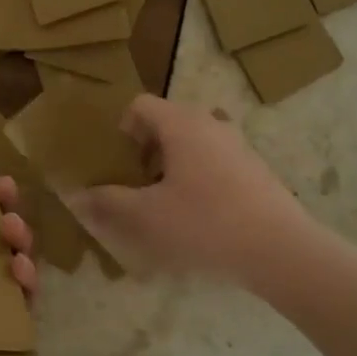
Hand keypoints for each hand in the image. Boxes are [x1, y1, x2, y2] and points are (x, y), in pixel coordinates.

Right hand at [67, 95, 309, 289]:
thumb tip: (76, 196)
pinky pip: (214, 162)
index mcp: (181, 124)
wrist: (280, 250)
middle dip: (144, 150)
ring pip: (192, 144)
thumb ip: (107, 203)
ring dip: (170, 166)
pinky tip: (197, 218)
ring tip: (163, 203)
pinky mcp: (255, 170)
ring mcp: (238, 146)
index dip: (120, 129)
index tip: (115, 162)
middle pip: (166, 123)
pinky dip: (197, 179)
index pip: (140, 105)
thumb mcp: (145, 217)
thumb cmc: (204, 224)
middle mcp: (211, 124)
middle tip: (133, 185)